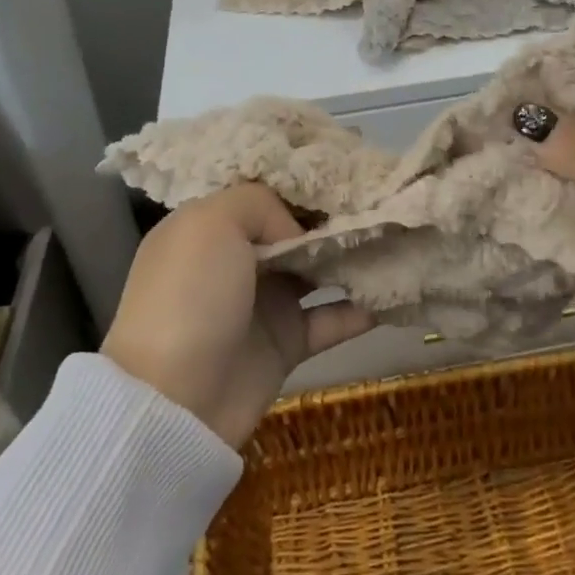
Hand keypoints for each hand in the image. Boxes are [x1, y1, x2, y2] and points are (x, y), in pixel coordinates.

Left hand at [100, 184, 374, 447]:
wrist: (174, 402)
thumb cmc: (190, 297)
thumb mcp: (211, 223)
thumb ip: (260, 204)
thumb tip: (299, 234)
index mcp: (211, 227)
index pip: (264, 194)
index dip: (303, 184)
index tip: (347, 172)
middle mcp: (238, 260)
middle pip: (297, 230)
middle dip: (337, 216)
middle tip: (386, 199)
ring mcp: (263, 302)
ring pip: (320, 270)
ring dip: (356, 257)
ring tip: (400, 237)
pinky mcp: (287, 343)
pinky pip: (333, 318)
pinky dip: (364, 307)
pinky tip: (399, 289)